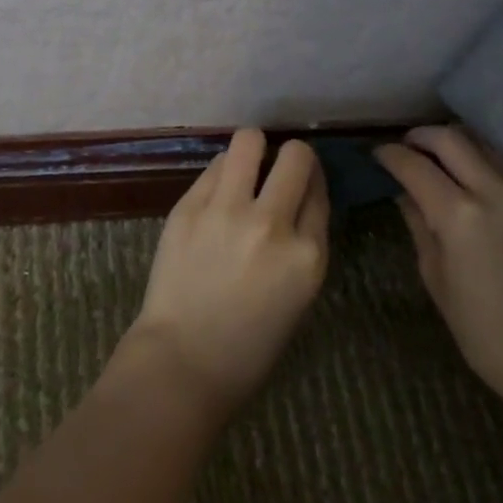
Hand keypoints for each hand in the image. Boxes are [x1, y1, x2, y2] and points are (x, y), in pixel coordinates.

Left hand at [124, 129, 330, 420]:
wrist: (183, 361)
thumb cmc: (249, 344)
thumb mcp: (298, 295)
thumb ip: (305, 242)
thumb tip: (300, 197)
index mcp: (308, 255)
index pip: (320, 190)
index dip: (313, 181)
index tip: (303, 183)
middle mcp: (272, 224)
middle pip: (295, 156)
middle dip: (292, 156)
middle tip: (278, 169)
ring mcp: (227, 211)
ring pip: (249, 140)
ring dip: (254, 149)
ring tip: (247, 165)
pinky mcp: (189, 206)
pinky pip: (215, 166)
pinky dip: (223, 172)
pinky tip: (219, 191)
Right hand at [375, 125, 502, 414]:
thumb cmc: (485, 332)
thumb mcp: (436, 279)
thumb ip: (419, 226)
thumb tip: (405, 195)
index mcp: (458, 215)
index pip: (414, 164)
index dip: (390, 154)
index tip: (377, 154)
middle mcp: (493, 192)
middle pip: (450, 138)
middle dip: (420, 136)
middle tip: (405, 147)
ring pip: (482, 144)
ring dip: (453, 142)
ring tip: (436, 158)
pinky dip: (480, 159)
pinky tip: (469, 177)